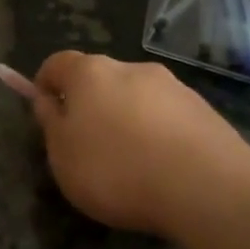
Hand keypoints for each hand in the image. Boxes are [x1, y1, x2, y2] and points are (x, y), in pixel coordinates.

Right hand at [33, 52, 249, 237]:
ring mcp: (172, 86)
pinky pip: (167, 117)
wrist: (205, 186)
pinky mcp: (203, 110)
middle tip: (86, 145)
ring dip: (126, 119)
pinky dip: (157, 134)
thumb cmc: (115, 169)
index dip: (45, 84)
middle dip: (89, 105)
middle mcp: (131, 68)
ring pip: (136, 97)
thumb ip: (50, 123)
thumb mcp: (62, 155)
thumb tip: (47, 99)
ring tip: (129, 163)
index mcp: (90, 73)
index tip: (45, 112)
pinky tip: (161, 168)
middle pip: (100, 80)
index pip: (57, 63)